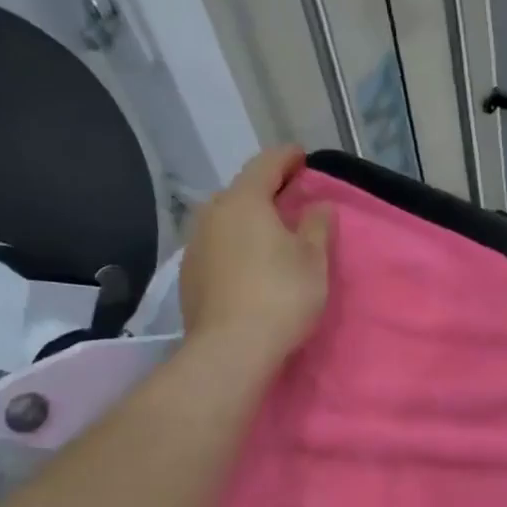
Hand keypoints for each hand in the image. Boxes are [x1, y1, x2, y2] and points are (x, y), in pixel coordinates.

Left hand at [180, 145, 331, 367]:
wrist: (230, 349)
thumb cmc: (280, 296)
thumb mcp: (313, 261)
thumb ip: (317, 227)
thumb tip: (319, 206)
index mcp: (245, 200)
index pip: (266, 164)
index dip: (287, 158)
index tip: (301, 157)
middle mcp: (212, 213)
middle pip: (241, 192)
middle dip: (265, 193)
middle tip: (288, 202)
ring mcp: (195, 245)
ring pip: (225, 221)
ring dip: (247, 223)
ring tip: (268, 238)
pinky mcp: (188, 276)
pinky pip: (216, 249)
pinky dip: (234, 249)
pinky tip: (247, 268)